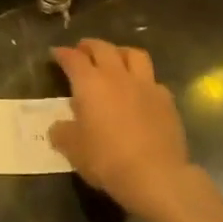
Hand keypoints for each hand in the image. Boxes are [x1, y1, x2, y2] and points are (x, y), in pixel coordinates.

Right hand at [49, 40, 191, 216]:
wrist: (155, 175)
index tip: (56, 53)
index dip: (62, 53)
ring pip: (133, 54)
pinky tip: (140, 91)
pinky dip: (143, 80)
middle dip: (90, 46)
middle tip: (82, 50)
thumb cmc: (106, 159)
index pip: (73, 58)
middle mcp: (117, 76)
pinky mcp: (166, 100)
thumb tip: (59, 127)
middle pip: (103, 48)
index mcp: (90, 83)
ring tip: (115, 60)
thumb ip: (62, 132)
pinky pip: (153, 80)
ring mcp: (145, 85)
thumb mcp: (73, 149)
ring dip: (120, 52)